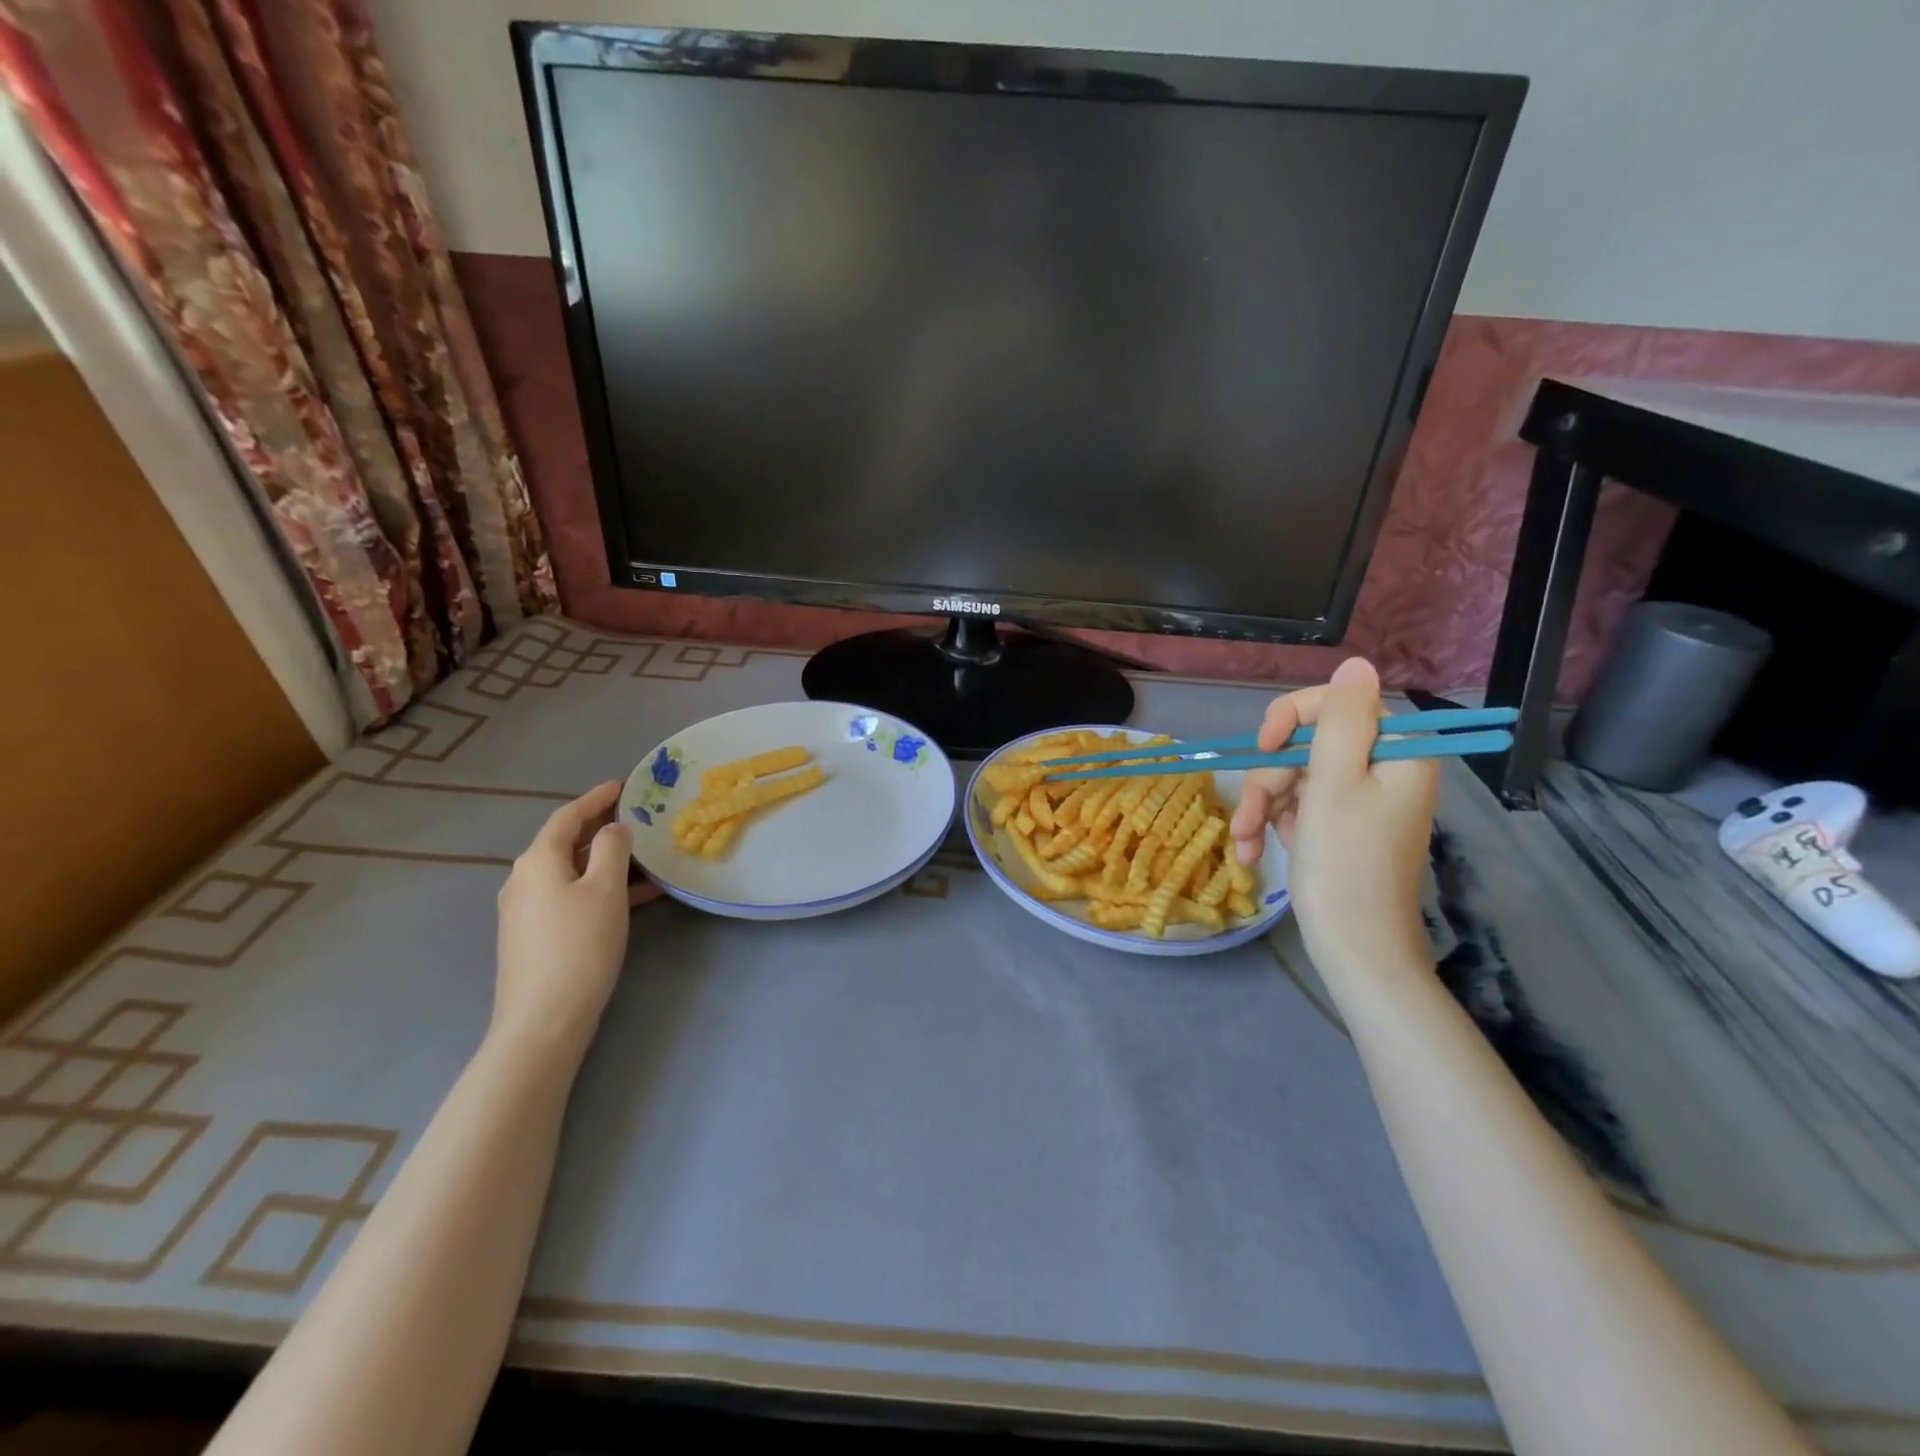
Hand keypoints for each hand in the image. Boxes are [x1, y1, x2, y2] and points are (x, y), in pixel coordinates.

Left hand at [493, 782, 659, 1061]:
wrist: (543, 1020)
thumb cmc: (579, 945)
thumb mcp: (605, 889)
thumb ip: (611, 849)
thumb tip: (613, 829)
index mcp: (538, 861)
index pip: (567, 816)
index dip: (595, 798)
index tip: (621, 785)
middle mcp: (523, 879)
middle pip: (564, 842)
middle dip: (599, 827)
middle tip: (634, 816)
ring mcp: (525, 910)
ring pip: (569, 871)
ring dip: (603, 860)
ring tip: (642, 856)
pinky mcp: (533, 936)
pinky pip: (569, 895)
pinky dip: (597, 887)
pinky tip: (631, 897)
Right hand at [1230, 658, 1437, 976]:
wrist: (1354, 947)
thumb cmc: (1344, 864)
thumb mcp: (1334, 783)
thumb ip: (1341, 719)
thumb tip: (1356, 661)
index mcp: (1396, 752)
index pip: (1338, 704)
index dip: (1292, 718)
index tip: (1264, 747)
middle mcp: (1381, 769)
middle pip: (1308, 743)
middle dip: (1270, 777)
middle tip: (1254, 815)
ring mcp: (1359, 799)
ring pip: (1294, 775)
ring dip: (1263, 806)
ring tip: (1247, 843)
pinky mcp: (1339, 825)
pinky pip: (1298, 805)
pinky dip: (1273, 823)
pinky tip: (1257, 849)